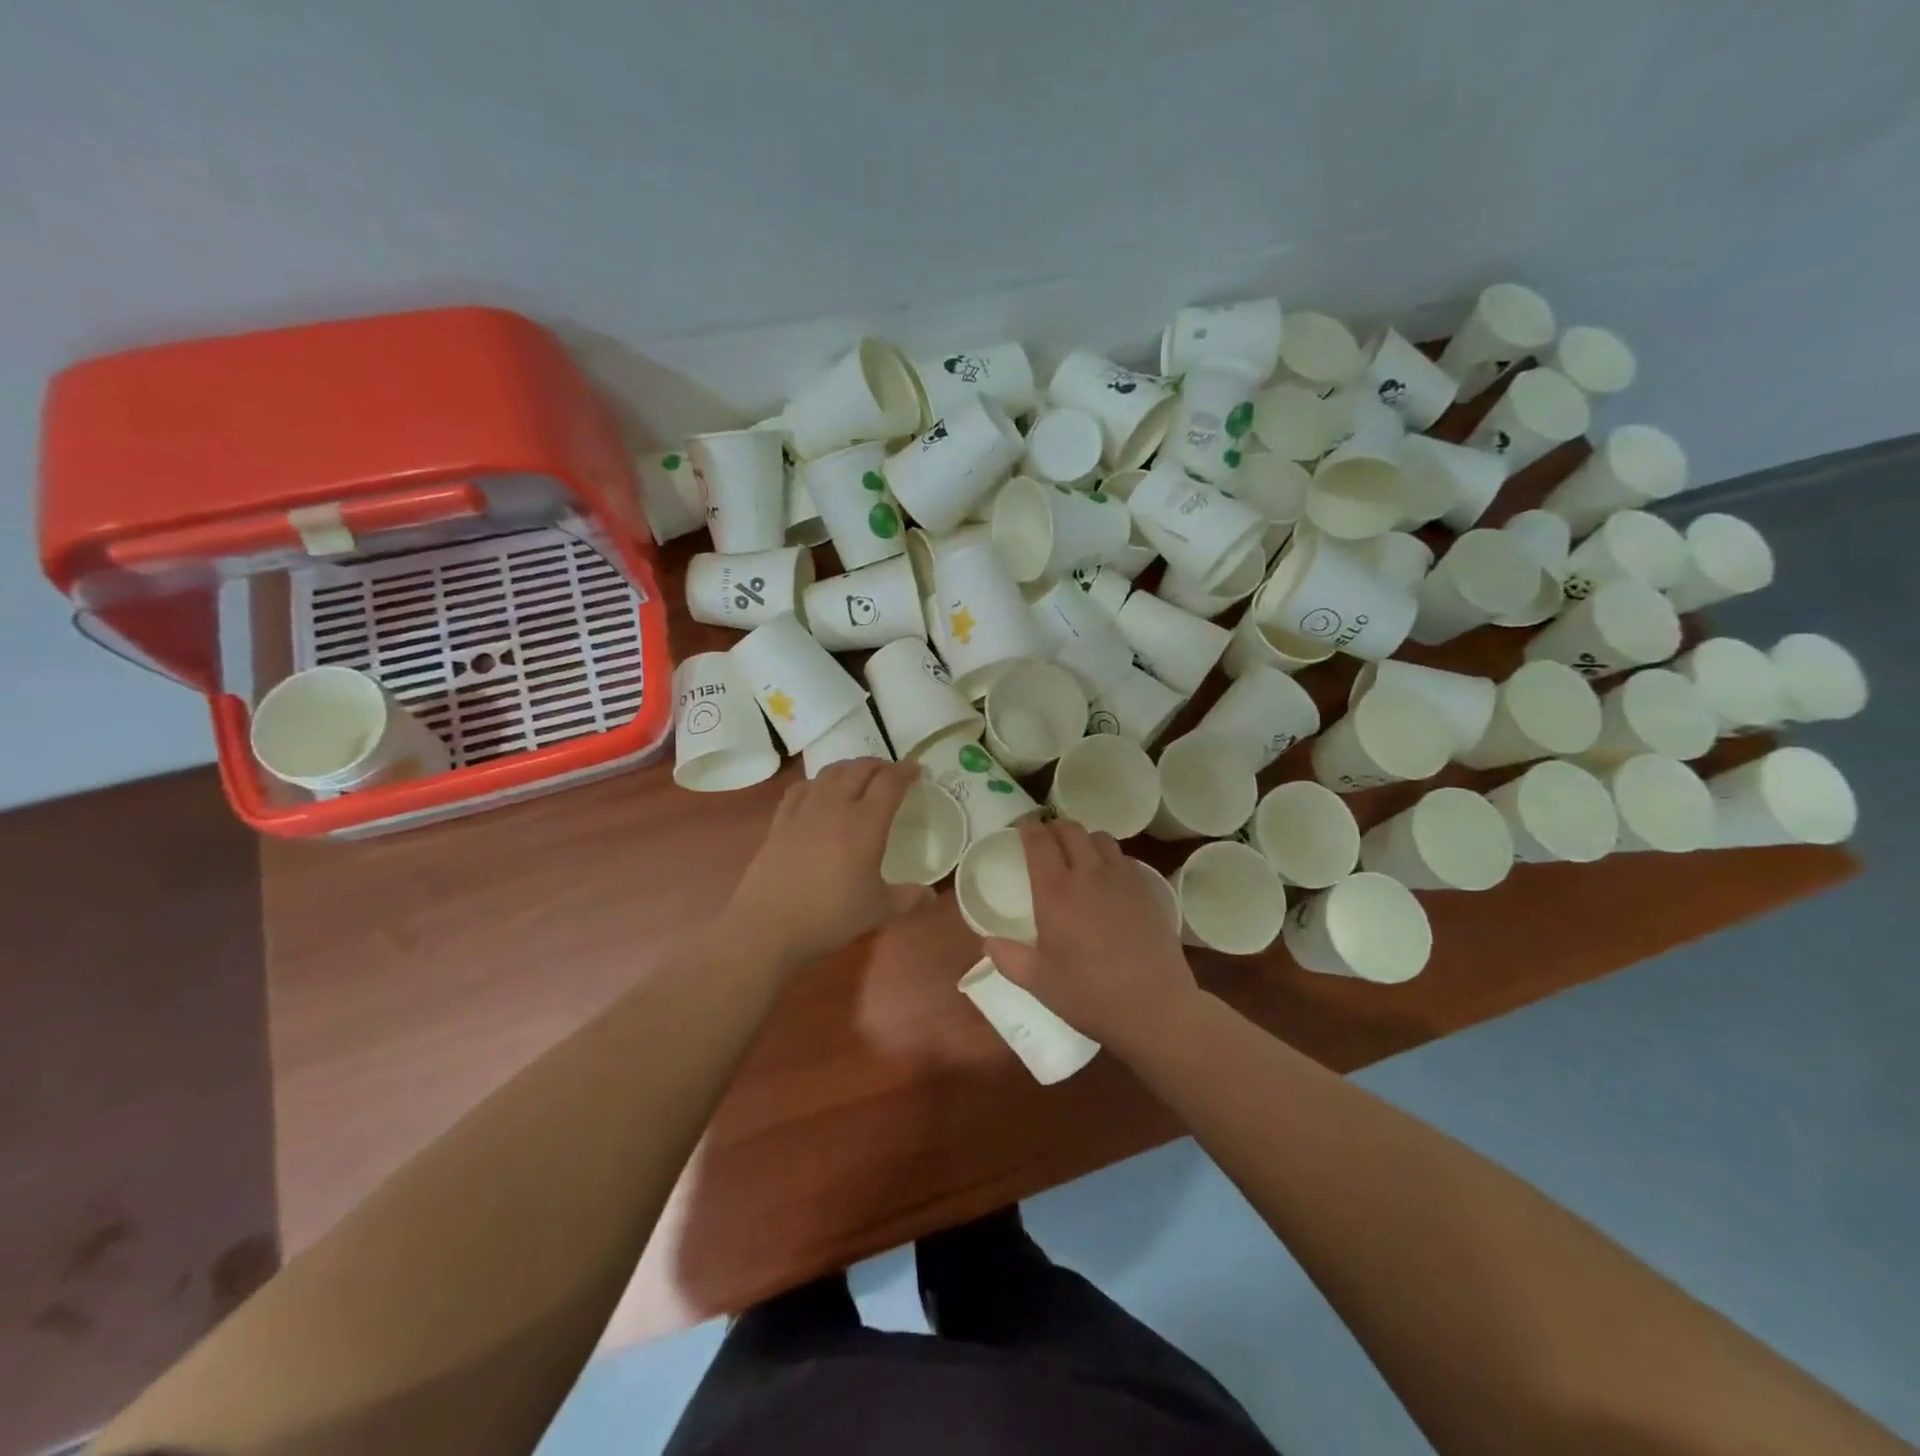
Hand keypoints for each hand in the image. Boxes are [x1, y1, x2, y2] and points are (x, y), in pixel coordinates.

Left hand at [725, 758, 932, 971]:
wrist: (769, 926)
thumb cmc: (830, 916)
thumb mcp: (878, 910)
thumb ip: (908, 898)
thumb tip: (930, 894)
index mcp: (865, 823)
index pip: (890, 782)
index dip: (906, 771)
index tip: (917, 771)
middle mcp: (835, 806)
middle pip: (859, 769)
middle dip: (880, 765)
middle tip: (891, 773)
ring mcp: (804, 810)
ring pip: (830, 772)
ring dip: (850, 768)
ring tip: (859, 777)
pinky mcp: (780, 821)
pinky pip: (801, 788)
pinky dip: (818, 782)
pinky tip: (819, 793)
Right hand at [984, 819, 1198, 1052]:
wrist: (1153, 1006)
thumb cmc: (1088, 994)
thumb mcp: (1038, 981)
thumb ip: (1008, 958)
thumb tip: (988, 943)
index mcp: (1056, 892)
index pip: (1039, 842)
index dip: (1028, 828)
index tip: (1022, 828)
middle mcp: (1089, 874)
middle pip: (1071, 830)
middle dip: (1055, 827)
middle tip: (1046, 839)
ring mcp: (1123, 880)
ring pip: (1101, 838)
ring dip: (1085, 839)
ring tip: (1078, 855)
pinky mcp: (1148, 891)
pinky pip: (1125, 859)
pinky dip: (1111, 859)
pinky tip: (1109, 880)